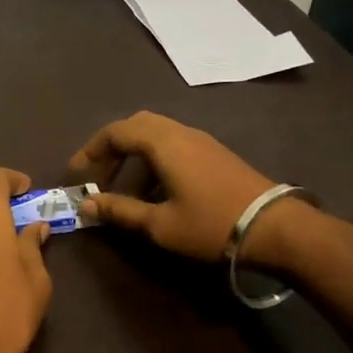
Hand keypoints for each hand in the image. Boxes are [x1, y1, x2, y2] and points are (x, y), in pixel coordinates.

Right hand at [70, 111, 310, 266]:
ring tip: (125, 186)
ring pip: (156, 132)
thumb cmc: (211, 224)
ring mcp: (201, 140)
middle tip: (99, 174)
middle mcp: (179, 132)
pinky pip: (173, 142)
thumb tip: (86, 205)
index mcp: (162, 143)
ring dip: (134, 153)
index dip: (91, 151)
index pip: (115, 132)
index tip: (77, 173)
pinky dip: (154, 157)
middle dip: (112, 147)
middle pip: (136, 125)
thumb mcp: (159, 224)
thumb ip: (120, 211)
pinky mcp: (214, 153)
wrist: (276, 228)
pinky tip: (157, 189)